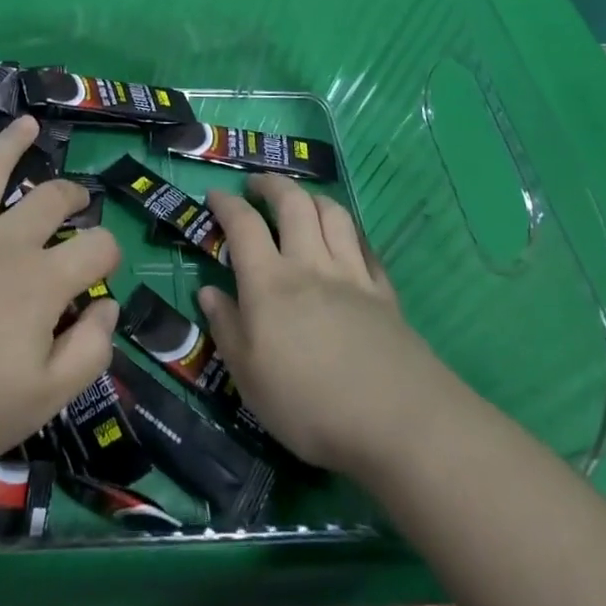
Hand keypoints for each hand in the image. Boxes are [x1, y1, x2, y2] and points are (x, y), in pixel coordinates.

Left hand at [0, 115, 120, 483]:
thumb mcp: (42, 400)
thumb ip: (88, 351)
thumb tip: (109, 305)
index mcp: (42, 281)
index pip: (96, 247)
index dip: (109, 251)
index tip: (104, 264)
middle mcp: (6, 239)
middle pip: (50, 198)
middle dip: (71, 193)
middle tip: (75, 197)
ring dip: (11, 142)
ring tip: (27, 123)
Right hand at [200, 174, 461, 481]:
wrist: (397, 421)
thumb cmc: (309, 404)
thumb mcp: (249, 378)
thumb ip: (227, 329)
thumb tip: (208, 292)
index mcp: (269, 282)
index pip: (243, 225)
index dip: (226, 203)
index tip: (215, 194)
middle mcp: (309, 264)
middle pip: (292, 203)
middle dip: (272, 184)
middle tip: (257, 184)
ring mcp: (351, 274)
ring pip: (332, 214)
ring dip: (313, 197)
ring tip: (302, 200)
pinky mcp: (383, 292)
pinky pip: (366, 247)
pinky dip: (352, 234)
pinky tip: (348, 241)